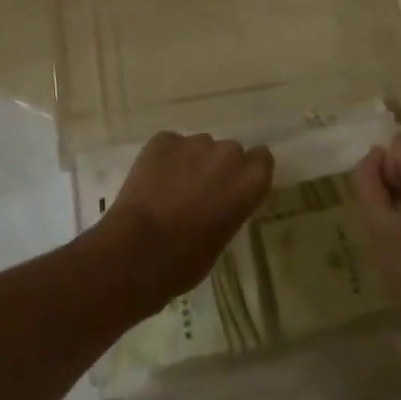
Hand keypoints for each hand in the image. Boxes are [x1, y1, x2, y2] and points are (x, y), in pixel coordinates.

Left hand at [92, 132, 273, 315]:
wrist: (138, 250)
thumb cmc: (186, 260)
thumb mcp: (223, 237)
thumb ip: (230, 206)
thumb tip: (218, 200)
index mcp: (249, 180)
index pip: (262, 159)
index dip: (247, 172)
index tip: (235, 188)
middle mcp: (227, 153)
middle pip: (229, 151)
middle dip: (217, 167)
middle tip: (200, 193)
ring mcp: (193, 142)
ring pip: (198, 147)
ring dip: (191, 162)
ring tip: (171, 190)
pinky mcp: (163, 139)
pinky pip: (170, 146)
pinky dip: (165, 159)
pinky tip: (152, 183)